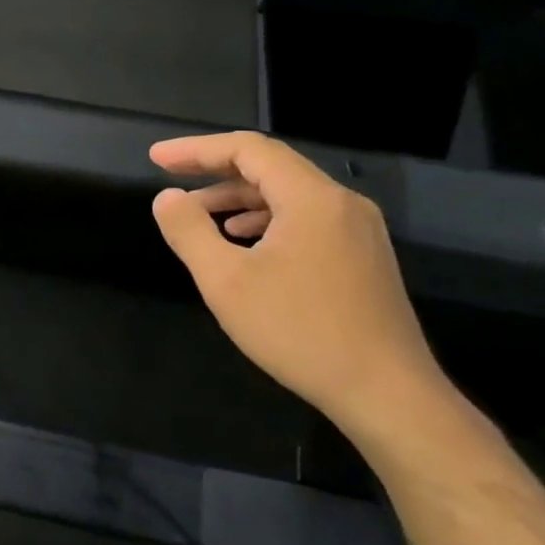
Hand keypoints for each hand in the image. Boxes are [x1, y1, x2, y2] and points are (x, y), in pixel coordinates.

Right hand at [150, 132, 448, 436]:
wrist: (388, 395)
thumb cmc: (300, 332)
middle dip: (216, 170)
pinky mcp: (364, 257)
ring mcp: (359, 230)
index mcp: (311, 198)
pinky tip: (244, 243)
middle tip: (171, 178)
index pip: (248, 149)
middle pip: (271, 166)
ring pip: (289, 194)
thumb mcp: (226, 281)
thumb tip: (167, 197)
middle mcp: (341, 203)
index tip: (157, 158)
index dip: (197, 149)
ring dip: (240, 197)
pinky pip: (307, 218)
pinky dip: (267, 219)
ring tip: (200, 214)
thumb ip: (189, 231)